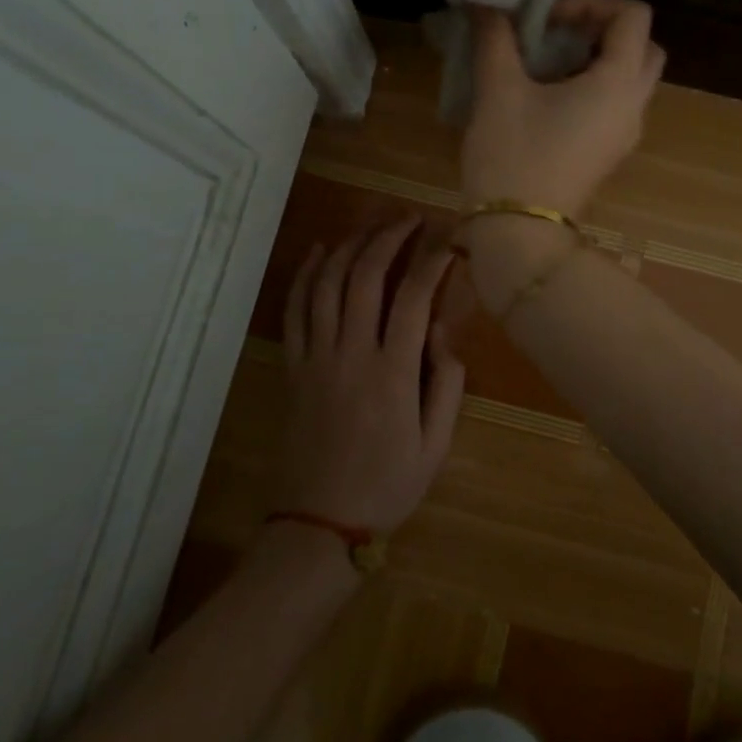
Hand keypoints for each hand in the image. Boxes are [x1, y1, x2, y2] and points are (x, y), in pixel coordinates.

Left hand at [272, 218, 466, 534]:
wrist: (319, 523)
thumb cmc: (387, 485)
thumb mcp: (436, 444)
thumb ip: (446, 383)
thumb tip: (444, 330)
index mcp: (392, 372)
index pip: (414, 296)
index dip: (432, 260)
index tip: (449, 241)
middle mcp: (351, 352)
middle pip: (365, 276)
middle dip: (389, 237)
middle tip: (409, 218)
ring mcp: (316, 356)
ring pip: (327, 283)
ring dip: (349, 245)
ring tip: (371, 226)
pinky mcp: (292, 366)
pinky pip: (294, 309)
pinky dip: (305, 274)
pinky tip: (318, 250)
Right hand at [463, 0, 665, 218]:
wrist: (519, 231)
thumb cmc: (512, 155)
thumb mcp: (498, 89)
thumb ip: (496, 38)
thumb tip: (484, 3)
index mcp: (618, 83)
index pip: (634, 16)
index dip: (593, 2)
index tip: (550, 20)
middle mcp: (634, 105)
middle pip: (644, 46)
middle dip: (605, 29)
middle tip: (560, 33)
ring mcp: (626, 133)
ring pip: (633, 76)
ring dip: (600, 57)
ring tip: (551, 61)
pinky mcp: (610, 152)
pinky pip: (617, 103)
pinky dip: (596, 84)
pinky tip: (550, 95)